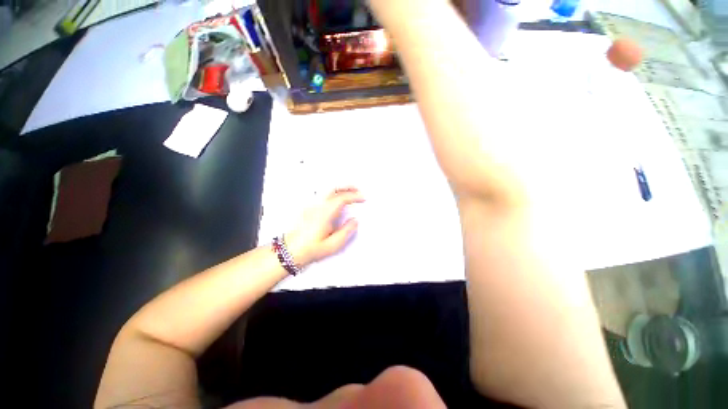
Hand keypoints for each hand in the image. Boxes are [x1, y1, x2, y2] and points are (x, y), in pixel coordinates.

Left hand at [284, 187, 364, 265]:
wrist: (289, 251)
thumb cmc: (311, 249)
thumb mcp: (332, 245)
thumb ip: (346, 232)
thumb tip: (355, 221)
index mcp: (325, 214)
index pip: (341, 198)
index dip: (354, 196)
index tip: (363, 198)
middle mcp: (318, 206)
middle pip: (333, 189)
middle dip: (347, 187)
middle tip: (358, 190)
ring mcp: (312, 206)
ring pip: (327, 190)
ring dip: (340, 189)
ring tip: (350, 193)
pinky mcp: (308, 209)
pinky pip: (323, 195)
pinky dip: (333, 193)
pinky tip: (337, 199)